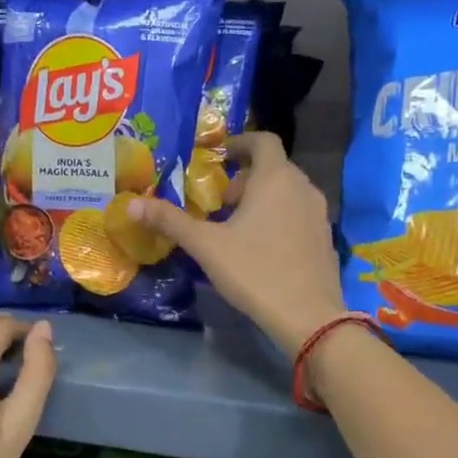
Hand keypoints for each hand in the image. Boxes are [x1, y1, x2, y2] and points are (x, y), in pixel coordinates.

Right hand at [126, 131, 344, 355]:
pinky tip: (261, 247)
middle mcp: (302, 187)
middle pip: (274, 168)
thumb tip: (132, 205)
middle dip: (245, 178)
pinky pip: (298, 213)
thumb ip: (170, 221)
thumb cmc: (255, 271)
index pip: (263, 140)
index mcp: (275, 178)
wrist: (308, 316)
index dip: (240, 142)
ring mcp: (319, 213)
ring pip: (287, 192)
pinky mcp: (325, 238)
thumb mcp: (206, 246)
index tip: (220, 157)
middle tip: (220, 202)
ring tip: (237, 226)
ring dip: (262, 198)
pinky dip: (279, 216)